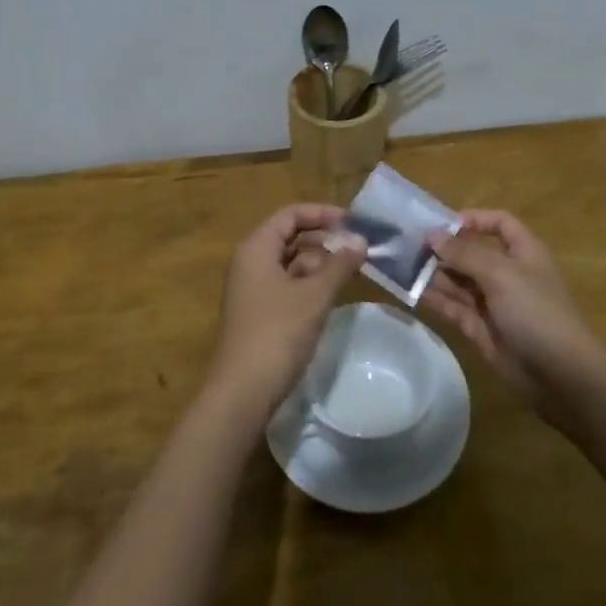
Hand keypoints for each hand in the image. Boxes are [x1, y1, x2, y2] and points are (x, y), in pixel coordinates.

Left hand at [206, 204, 366, 423]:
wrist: (243, 391)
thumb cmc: (278, 333)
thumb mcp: (315, 295)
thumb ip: (339, 264)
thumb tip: (361, 241)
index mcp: (256, 248)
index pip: (290, 215)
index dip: (322, 214)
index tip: (354, 222)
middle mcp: (250, 262)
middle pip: (290, 237)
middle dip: (324, 239)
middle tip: (359, 247)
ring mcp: (253, 289)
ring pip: (290, 262)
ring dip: (320, 262)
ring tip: (353, 269)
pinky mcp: (260, 312)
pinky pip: (288, 285)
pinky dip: (310, 283)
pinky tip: (333, 293)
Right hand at [420, 210, 605, 425]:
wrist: (561, 376)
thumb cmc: (536, 312)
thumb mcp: (501, 274)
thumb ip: (464, 254)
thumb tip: (432, 236)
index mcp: (523, 252)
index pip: (499, 223)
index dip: (473, 219)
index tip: (440, 224)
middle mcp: (507, 274)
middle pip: (472, 252)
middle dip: (444, 248)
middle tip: (407, 246)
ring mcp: (494, 303)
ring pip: (459, 281)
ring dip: (434, 273)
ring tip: (401, 266)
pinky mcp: (481, 329)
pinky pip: (454, 307)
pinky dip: (435, 299)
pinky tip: (411, 292)